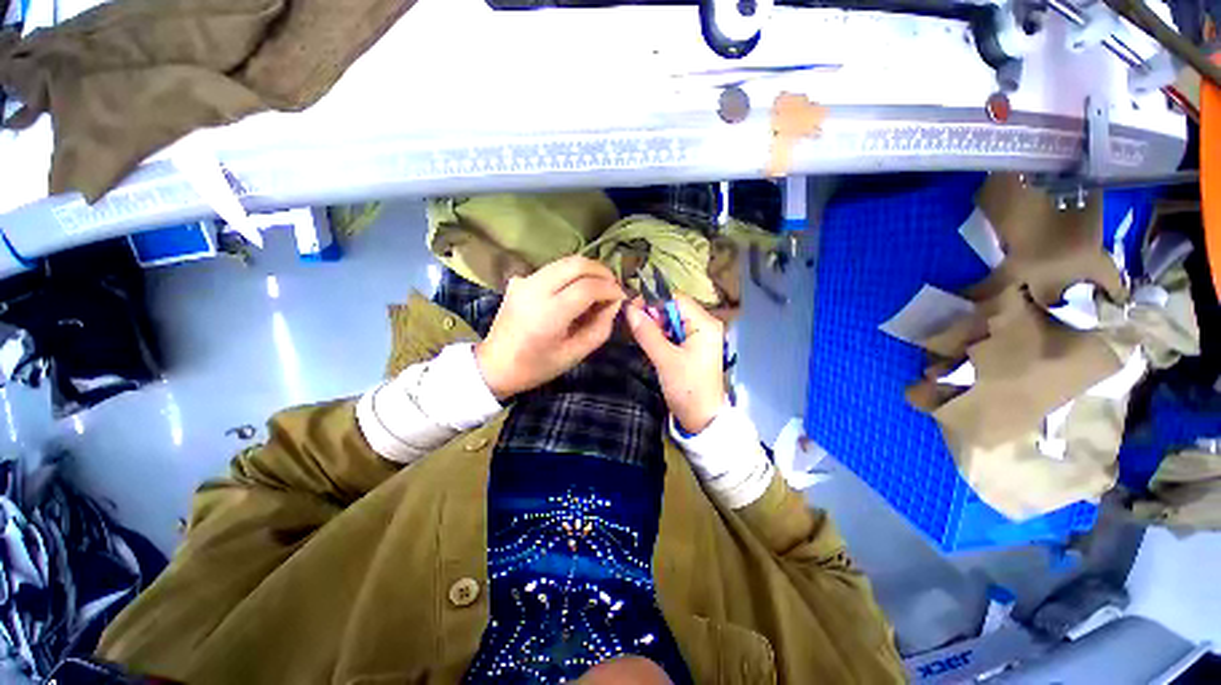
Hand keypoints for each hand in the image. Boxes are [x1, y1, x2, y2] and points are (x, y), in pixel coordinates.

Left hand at [475, 256, 623, 399]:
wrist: (495, 364)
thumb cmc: (537, 366)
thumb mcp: (575, 354)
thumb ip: (600, 328)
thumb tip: (614, 303)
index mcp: (548, 314)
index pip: (587, 287)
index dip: (610, 288)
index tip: (622, 296)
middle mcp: (535, 289)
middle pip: (576, 264)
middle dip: (602, 271)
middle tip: (613, 286)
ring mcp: (524, 280)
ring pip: (565, 261)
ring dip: (588, 270)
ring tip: (599, 287)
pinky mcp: (520, 279)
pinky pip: (554, 268)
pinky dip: (572, 274)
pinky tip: (577, 290)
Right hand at [625, 292, 725, 433]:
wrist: (702, 419)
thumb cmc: (687, 388)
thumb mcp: (665, 359)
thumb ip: (647, 333)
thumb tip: (629, 309)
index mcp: (705, 324)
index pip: (676, 299)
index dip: (653, 302)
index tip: (631, 310)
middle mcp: (706, 325)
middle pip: (675, 309)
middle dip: (653, 315)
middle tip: (634, 326)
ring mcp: (701, 337)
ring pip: (673, 321)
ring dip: (656, 326)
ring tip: (640, 336)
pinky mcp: (695, 348)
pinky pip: (675, 334)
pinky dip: (662, 336)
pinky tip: (652, 344)